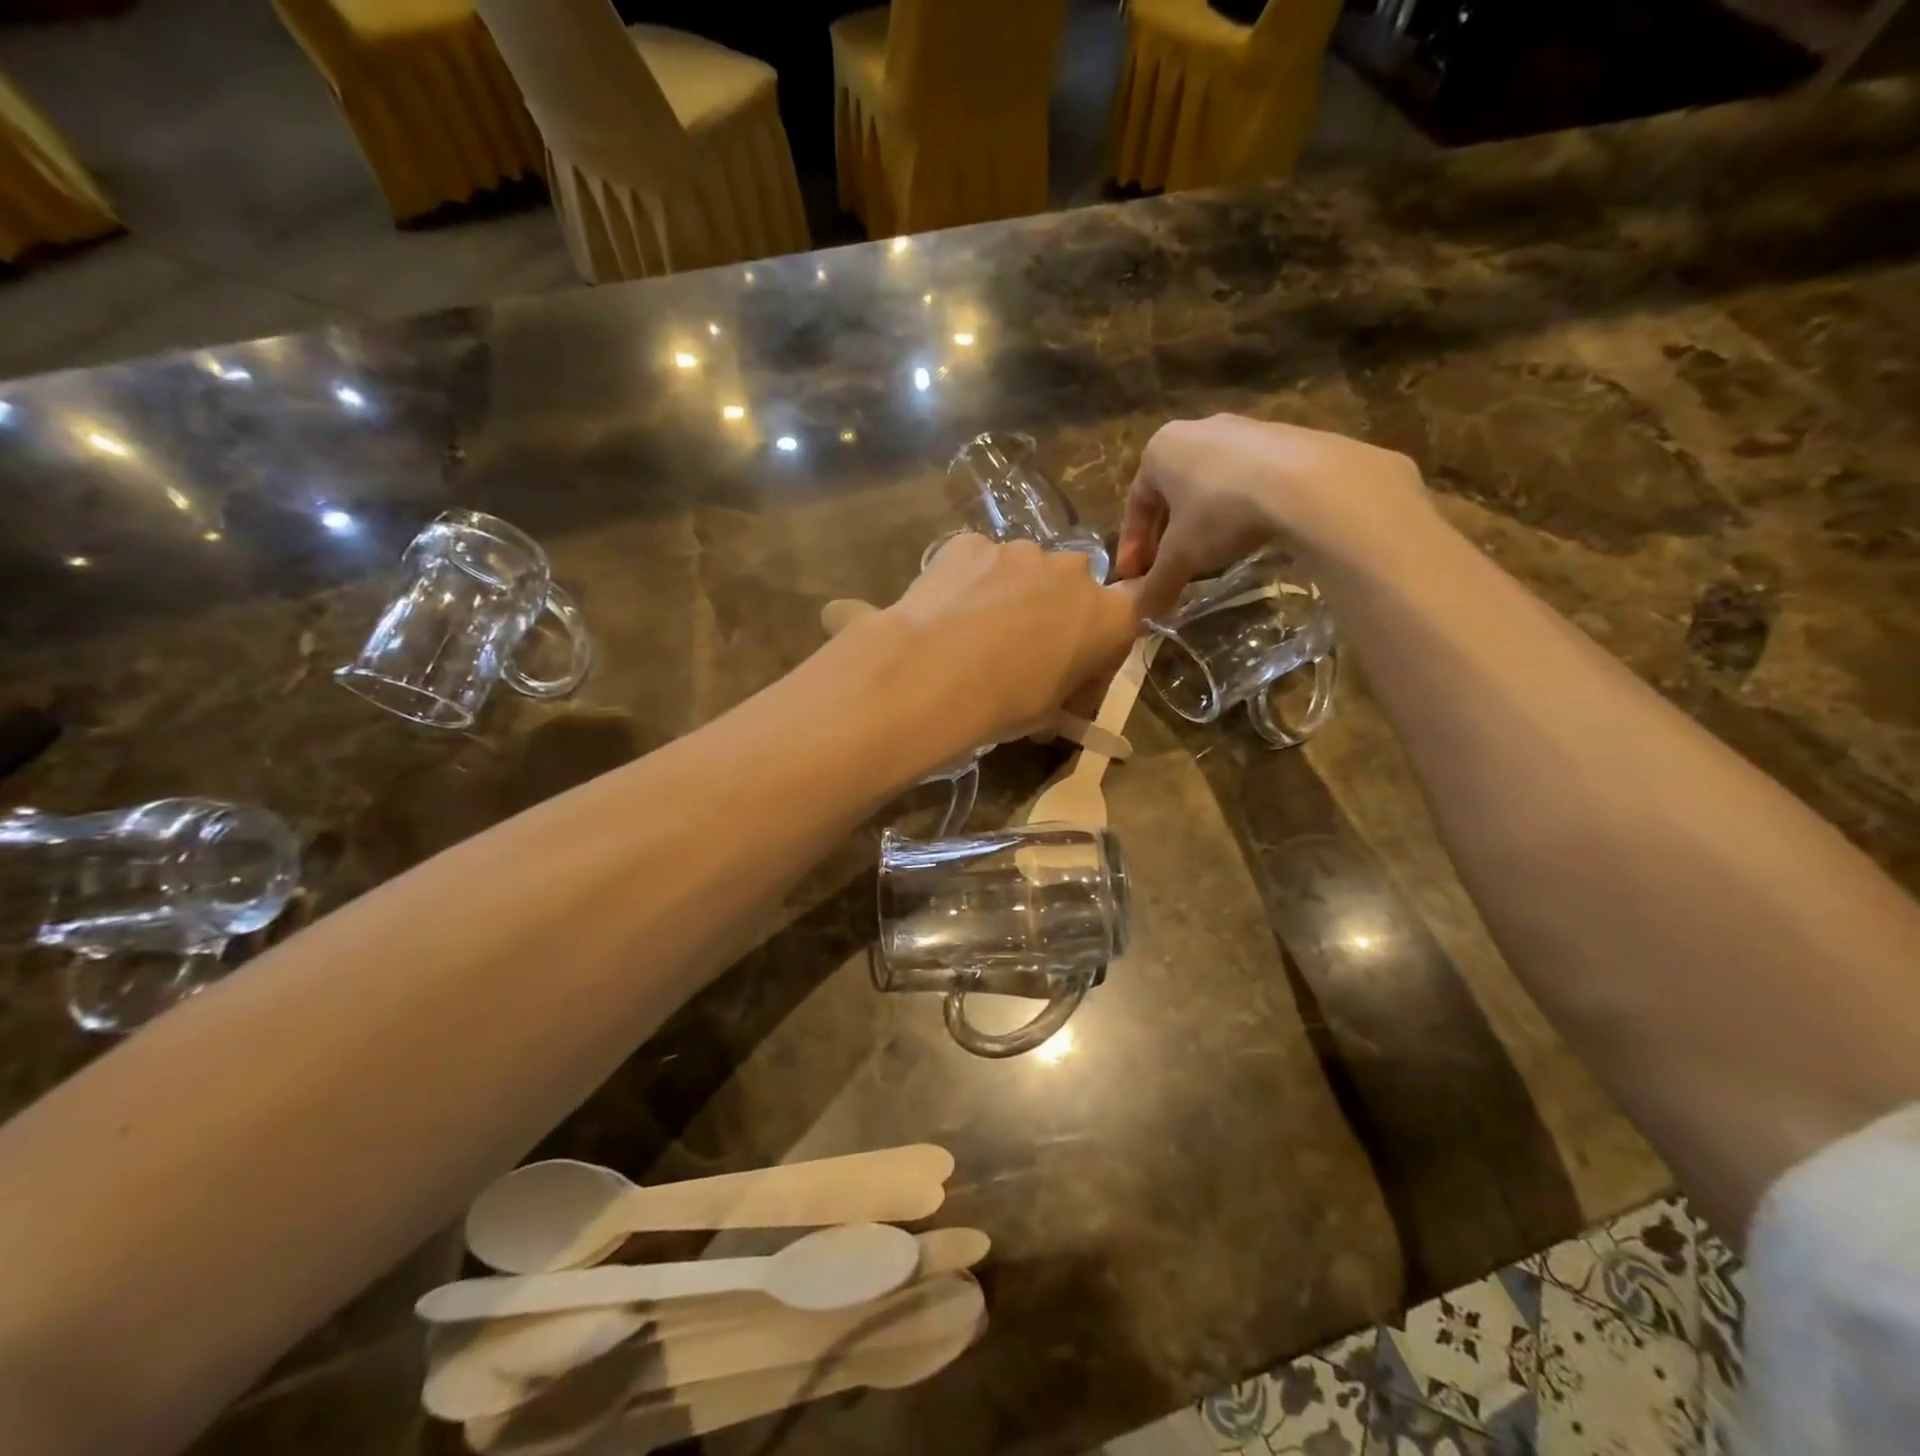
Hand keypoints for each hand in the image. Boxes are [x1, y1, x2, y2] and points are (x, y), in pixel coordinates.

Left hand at [879, 534, 1142, 750]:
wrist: (933, 673)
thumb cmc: (1006, 702)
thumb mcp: (1048, 715)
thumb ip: (1062, 697)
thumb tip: (1054, 707)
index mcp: (1109, 616)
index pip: (1121, 625)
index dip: (1098, 652)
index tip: (1073, 678)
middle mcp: (1073, 571)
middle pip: (1070, 592)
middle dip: (1053, 618)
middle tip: (1021, 655)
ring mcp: (1020, 551)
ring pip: (1023, 574)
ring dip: (1010, 597)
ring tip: (976, 635)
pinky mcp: (971, 543)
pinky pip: (979, 565)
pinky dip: (970, 585)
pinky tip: (947, 614)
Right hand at [1117, 415, 1425, 618]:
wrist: (1306, 483)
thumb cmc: (1221, 512)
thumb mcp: (1182, 556)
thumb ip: (1157, 584)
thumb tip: (1139, 616)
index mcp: (1160, 450)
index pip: (1135, 504)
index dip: (1132, 547)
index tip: (1134, 579)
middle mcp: (1195, 430)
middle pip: (1171, 494)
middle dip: (1165, 536)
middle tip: (1167, 570)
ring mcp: (1242, 430)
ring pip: (1208, 485)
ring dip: (1200, 523)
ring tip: (1206, 557)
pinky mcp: (1282, 438)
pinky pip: (1245, 480)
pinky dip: (1236, 510)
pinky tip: (1245, 534)